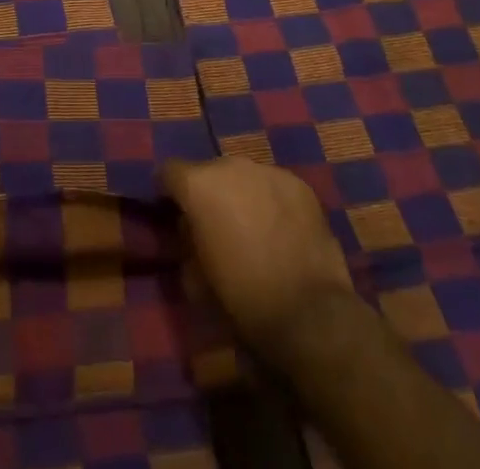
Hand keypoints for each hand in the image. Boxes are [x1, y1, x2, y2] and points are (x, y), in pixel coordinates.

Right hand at [163, 157, 352, 358]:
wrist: (310, 315)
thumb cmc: (244, 298)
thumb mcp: (196, 279)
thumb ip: (187, 242)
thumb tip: (190, 231)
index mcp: (198, 184)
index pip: (169, 172)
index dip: (168, 192)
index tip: (173, 212)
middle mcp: (229, 165)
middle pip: (209, 172)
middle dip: (210, 194)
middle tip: (218, 226)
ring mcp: (267, 171)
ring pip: (244, 177)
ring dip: (242, 195)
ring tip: (254, 228)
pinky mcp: (299, 185)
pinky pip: (275, 186)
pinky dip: (272, 202)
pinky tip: (282, 232)